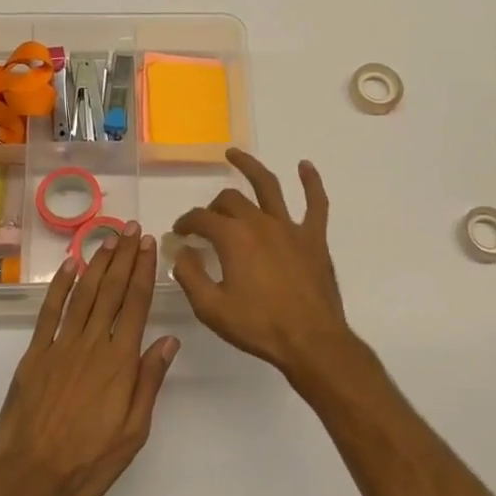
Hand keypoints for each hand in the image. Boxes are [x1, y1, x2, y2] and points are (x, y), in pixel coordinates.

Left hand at [0, 223, 177, 495]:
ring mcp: (60, 346)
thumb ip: (149, 382)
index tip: (149, 246)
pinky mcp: (35, 354)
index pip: (135, 305)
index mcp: (120, 362)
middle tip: (132, 229)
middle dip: (124, 257)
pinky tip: (70, 266)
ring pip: (83, 294)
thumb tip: (169, 340)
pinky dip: (60, 286)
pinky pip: (49, 312)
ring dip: (97, 263)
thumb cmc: (89, 461)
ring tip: (108, 239)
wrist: (31, 477)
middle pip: (111, 291)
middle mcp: (92, 344)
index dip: (143, 272)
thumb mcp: (134, 432)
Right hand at [171, 150, 356, 380]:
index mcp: (233, 237)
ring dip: (250, 167)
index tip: (180, 233)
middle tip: (206, 222)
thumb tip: (183, 251)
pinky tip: (305, 166)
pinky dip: (311, 182)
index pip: (201, 218)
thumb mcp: (211, 308)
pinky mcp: (314, 238)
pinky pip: (315, 203)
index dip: (186, 222)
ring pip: (268, 186)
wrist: (311, 342)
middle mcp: (259, 222)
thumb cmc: (258, 326)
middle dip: (213, 207)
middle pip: (230, 201)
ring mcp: (290, 227)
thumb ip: (190, 275)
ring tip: (234, 154)